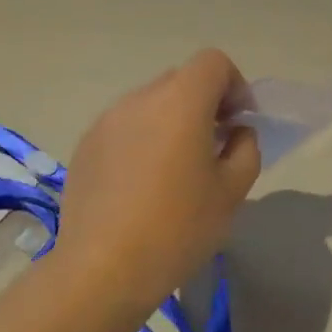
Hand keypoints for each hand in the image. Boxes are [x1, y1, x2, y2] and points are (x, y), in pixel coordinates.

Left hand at [52, 49, 260, 307]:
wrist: (102, 269)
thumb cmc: (178, 228)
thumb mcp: (232, 192)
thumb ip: (245, 149)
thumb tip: (235, 133)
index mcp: (180, 102)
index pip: (213, 62)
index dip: (235, 86)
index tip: (239, 124)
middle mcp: (139, 100)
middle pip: (181, 80)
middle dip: (205, 104)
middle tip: (215, 147)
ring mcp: (106, 121)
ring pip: (151, 105)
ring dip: (172, 123)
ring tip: (177, 170)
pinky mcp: (86, 146)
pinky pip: (125, 128)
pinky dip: (143, 141)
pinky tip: (143, 186)